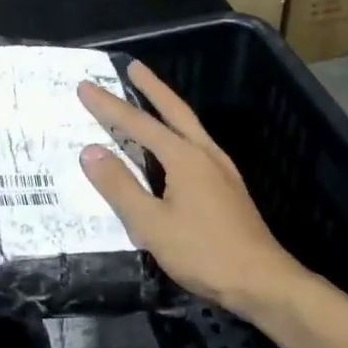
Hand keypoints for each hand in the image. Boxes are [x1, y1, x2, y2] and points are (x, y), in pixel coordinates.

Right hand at [78, 63, 304, 319]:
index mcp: (185, 157)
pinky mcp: (228, 187)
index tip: (86, 86)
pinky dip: (178, 133)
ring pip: (189, 127)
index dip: (109, 106)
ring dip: (167, 108)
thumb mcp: (151, 223)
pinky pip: (196, 145)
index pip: (138, 124)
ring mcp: (221, 170)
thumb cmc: (203, 252)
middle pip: (174, 110)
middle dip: (151, 87)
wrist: (262, 281)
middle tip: (132, 67)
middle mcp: (205, 154)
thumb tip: (90, 151)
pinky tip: (173, 147)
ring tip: (149, 98)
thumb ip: (120, 186)